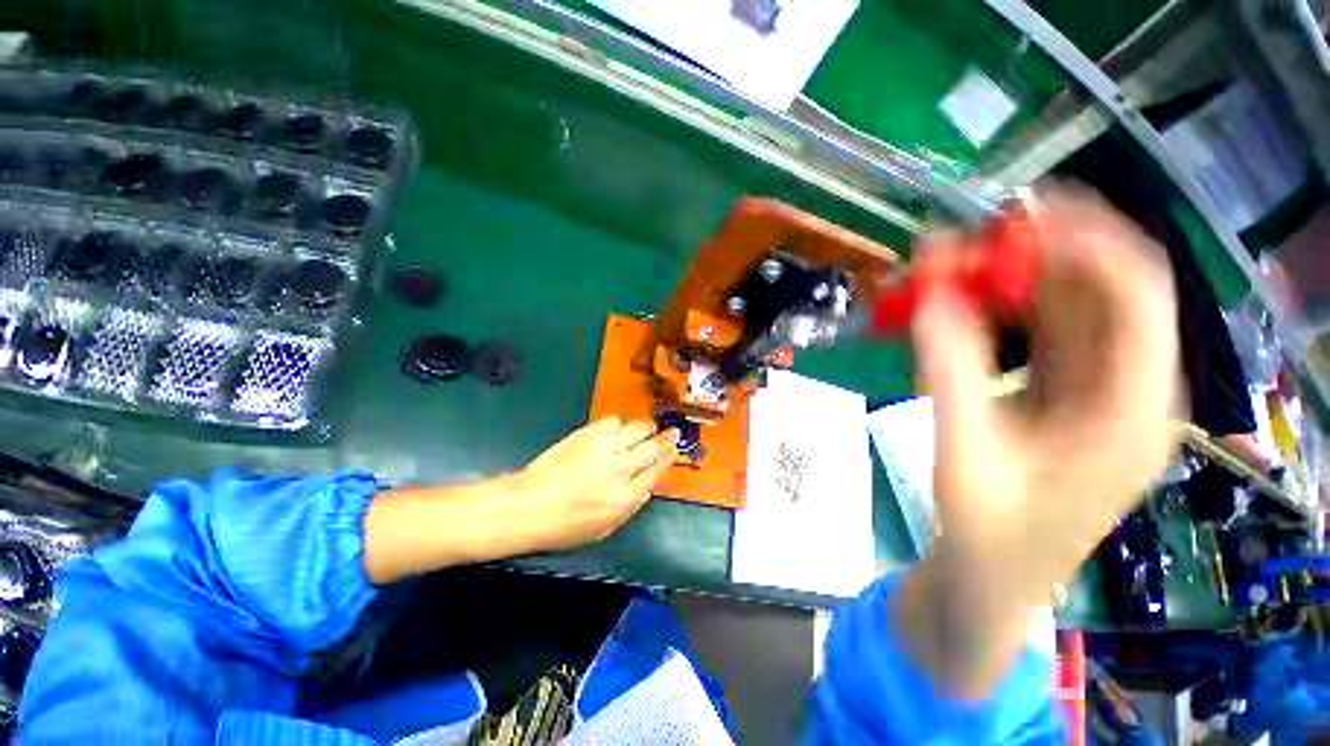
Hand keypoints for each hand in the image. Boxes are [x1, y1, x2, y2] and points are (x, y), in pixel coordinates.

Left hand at [507, 417, 679, 552]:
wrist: (526, 506)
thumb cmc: (564, 526)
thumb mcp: (604, 529)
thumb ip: (631, 505)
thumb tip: (648, 484)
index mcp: (624, 497)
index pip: (656, 471)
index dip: (669, 458)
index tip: (674, 450)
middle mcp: (618, 469)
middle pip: (653, 446)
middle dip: (667, 438)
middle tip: (673, 432)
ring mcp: (602, 448)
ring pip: (637, 427)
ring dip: (645, 428)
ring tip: (645, 429)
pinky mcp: (586, 434)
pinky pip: (613, 420)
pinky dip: (619, 424)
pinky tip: (616, 431)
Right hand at [894, 188, 1181, 696]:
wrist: (990, 576)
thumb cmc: (989, 534)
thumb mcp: (964, 455)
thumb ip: (948, 373)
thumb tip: (927, 300)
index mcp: (1132, 413)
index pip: (1136, 297)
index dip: (1084, 243)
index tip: (1018, 218)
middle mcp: (1127, 391)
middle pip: (1100, 294)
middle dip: (1037, 255)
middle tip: (969, 238)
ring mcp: (1094, 392)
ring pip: (1066, 310)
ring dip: (1011, 280)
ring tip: (952, 263)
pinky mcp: (1060, 396)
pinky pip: (1037, 335)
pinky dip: (998, 311)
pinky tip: (959, 303)